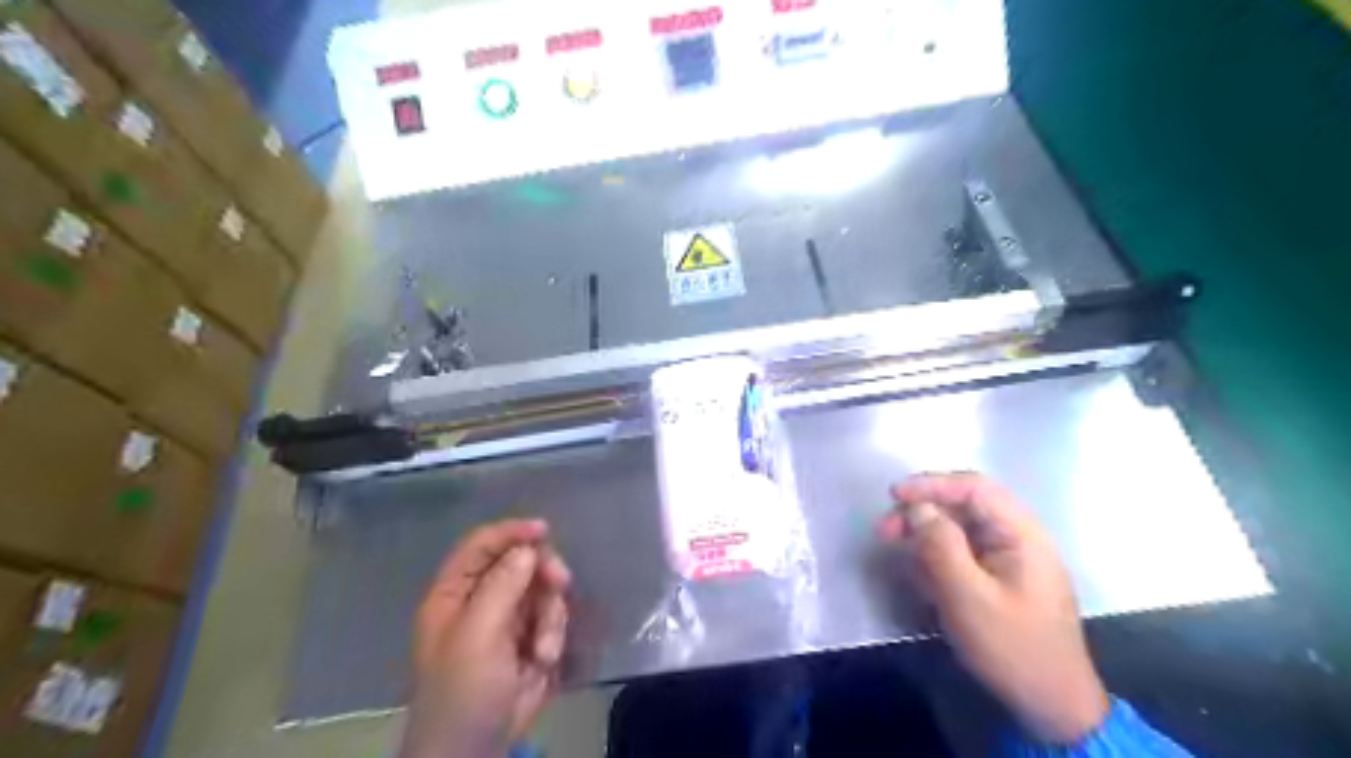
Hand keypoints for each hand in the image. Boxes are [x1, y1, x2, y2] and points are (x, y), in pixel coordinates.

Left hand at [398, 519, 569, 756]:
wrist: (477, 747)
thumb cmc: (464, 689)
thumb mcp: (478, 634)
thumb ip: (502, 585)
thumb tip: (527, 548)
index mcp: (456, 592)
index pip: (481, 545)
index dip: (510, 532)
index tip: (542, 530)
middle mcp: (482, 599)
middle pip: (521, 562)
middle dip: (543, 574)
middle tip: (559, 583)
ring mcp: (509, 619)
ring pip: (543, 590)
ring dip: (551, 615)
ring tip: (543, 648)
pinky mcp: (531, 638)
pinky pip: (553, 617)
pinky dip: (554, 635)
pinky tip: (544, 660)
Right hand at [884, 474, 1113, 738]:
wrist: (1052, 706)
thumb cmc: (1013, 648)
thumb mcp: (969, 598)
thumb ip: (941, 546)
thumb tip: (917, 508)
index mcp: (1022, 534)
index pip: (974, 488)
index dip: (931, 484)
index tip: (893, 496)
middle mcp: (1018, 537)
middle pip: (965, 505)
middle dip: (923, 511)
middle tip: (886, 529)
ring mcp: (1010, 558)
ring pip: (960, 528)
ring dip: (925, 534)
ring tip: (896, 550)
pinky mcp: (1000, 577)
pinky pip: (963, 552)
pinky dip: (937, 556)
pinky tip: (920, 575)